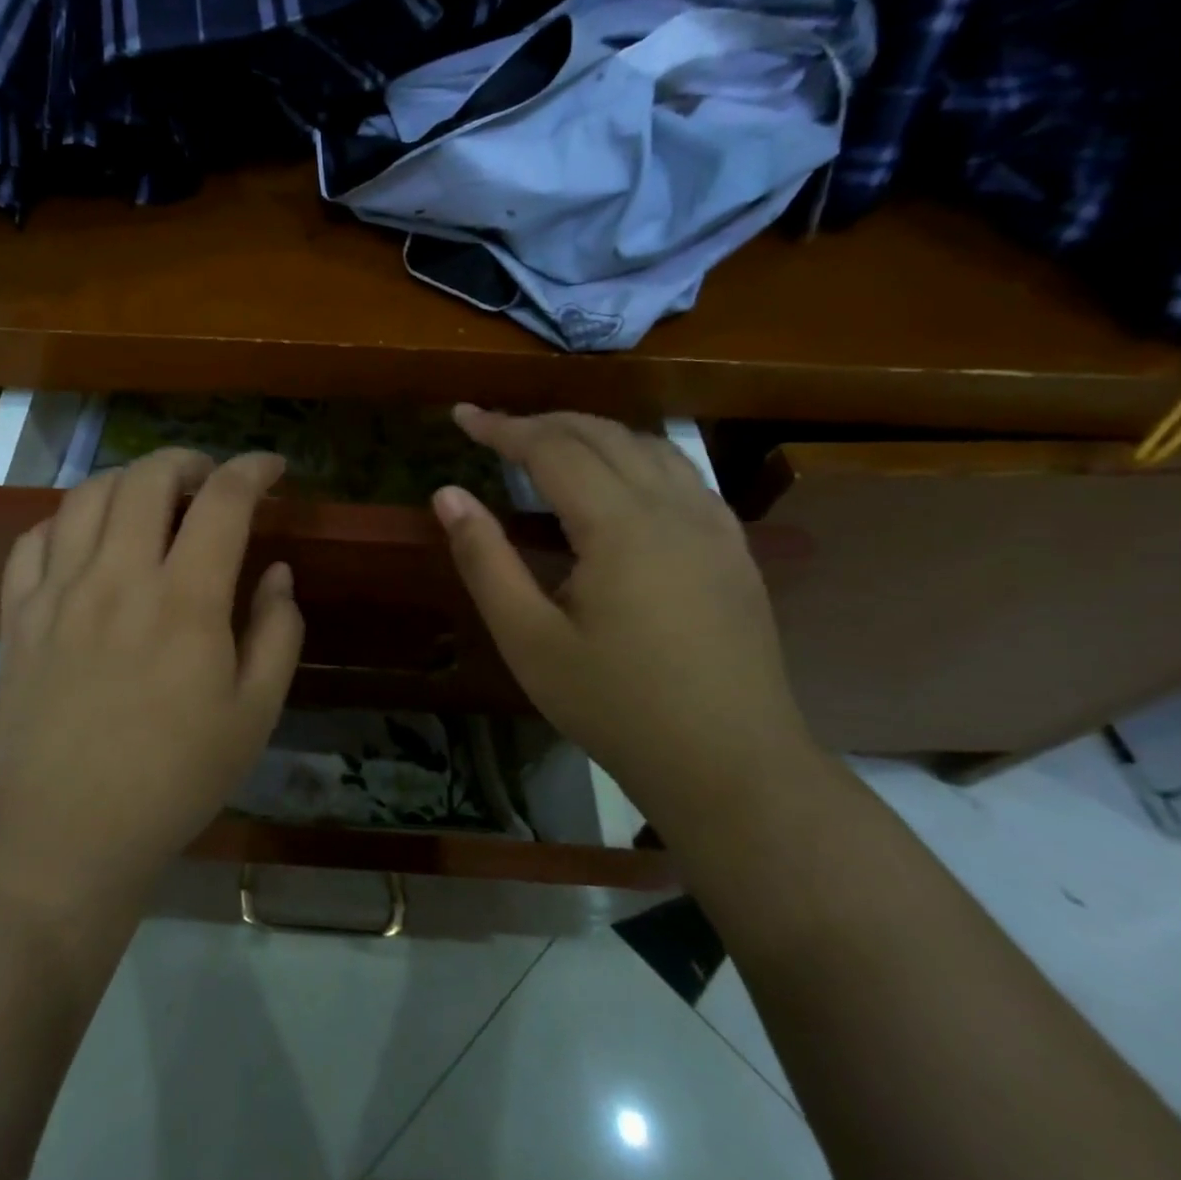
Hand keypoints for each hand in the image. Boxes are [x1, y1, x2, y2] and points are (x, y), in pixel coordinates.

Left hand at [0, 449, 302, 908]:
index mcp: (185, 600)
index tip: (271, 467)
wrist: (65, 838)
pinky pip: (33, 539)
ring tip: (150, 502)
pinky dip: (66, 521)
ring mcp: (58, 592)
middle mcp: (118, 578)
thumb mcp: (254, 715)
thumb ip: (277, 632)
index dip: (252, 468)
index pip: (223, 500)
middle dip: (187, 460)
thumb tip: (277, 572)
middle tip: (208, 481)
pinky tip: (85, 541)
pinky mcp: (17, 616)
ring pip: (87, 495)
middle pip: (147, 477)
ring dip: (128, 481)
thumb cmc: (174, 781)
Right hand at [433, 406, 816, 825]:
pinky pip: (680, 472)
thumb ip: (485, 559)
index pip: (552, 448)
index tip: (461, 415)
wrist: (731, 764)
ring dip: (591, 432)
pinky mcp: (732, 547)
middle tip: (493, 428)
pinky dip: (634, 454)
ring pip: (647, 445)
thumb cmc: (616, 706)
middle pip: (602, 434)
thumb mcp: (529, 639)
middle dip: (542, 422)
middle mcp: (673, 506)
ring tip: (547, 442)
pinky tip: (618, 478)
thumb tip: (447, 494)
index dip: (502, 427)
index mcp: (620, 525)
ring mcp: (713, 524)